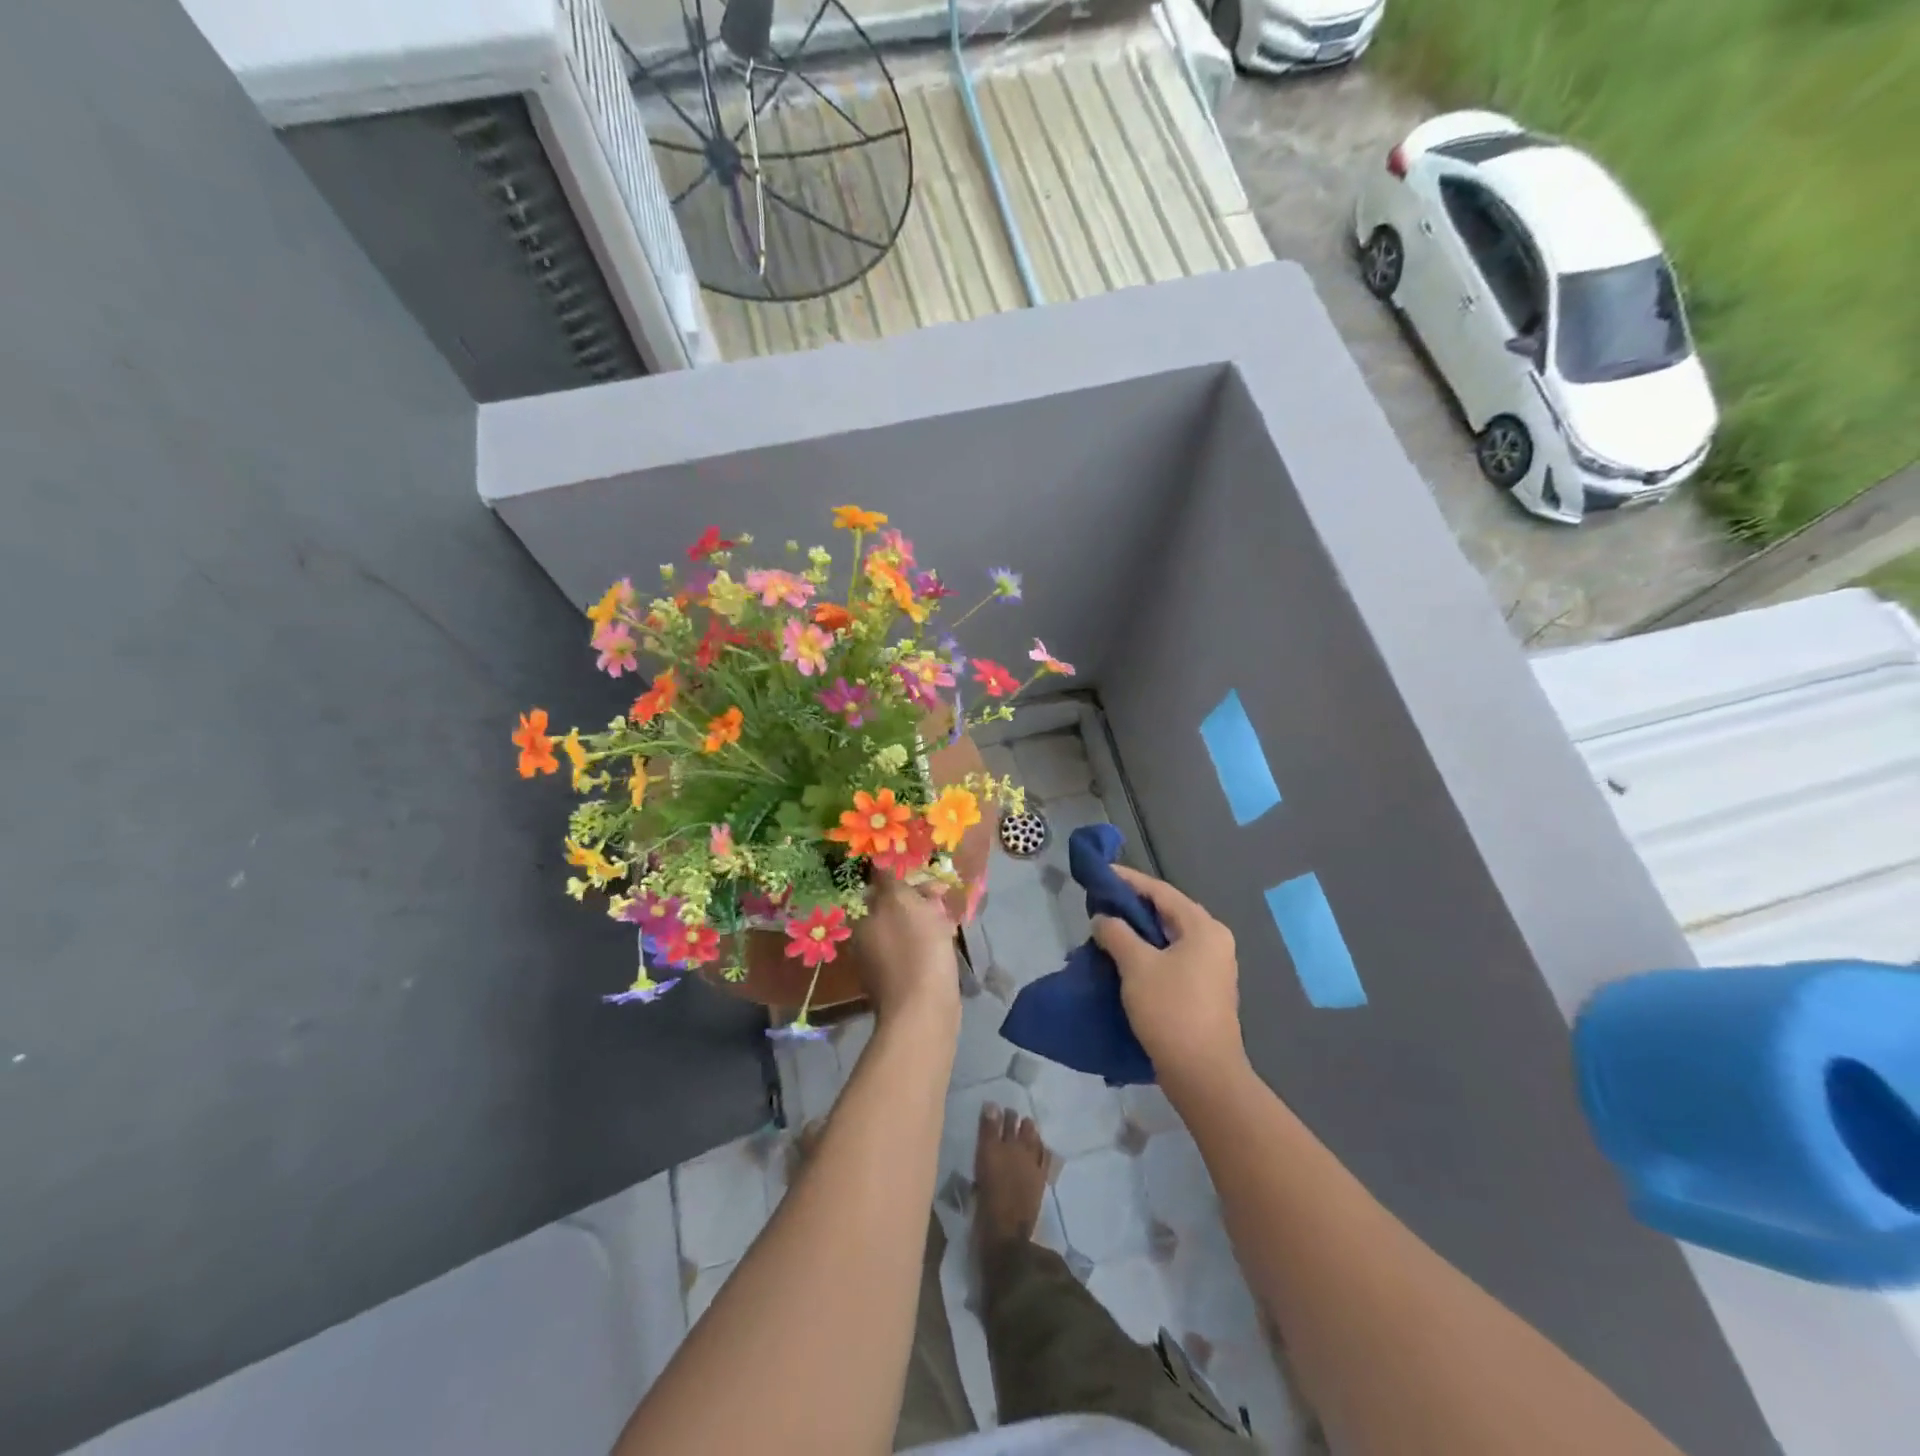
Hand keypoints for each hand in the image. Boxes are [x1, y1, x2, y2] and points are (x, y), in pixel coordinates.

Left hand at [850, 875, 960, 1027]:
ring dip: (926, 920)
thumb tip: (876, 861)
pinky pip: (915, 950)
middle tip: (942, 898)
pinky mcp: (901, 981)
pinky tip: (946, 943)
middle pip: (893, 908)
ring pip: (906, 929)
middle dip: (918, 900)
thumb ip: (888, 879)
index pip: (877, 888)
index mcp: (861, 920)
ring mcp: (881, 964)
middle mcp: (865, 940)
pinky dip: (929, 943)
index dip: (902, 879)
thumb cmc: (915, 948)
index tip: (925, 878)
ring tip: (948, 920)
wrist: (925, 1010)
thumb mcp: (901, 901)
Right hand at [1092, 866, 1246, 1088]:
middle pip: (1167, 912)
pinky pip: (1173, 958)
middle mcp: (1214, 941)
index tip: (1101, 874)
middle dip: (1132, 906)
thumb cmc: (1171, 1011)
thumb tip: (1103, 919)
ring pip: (1169, 937)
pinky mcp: (1204, 990)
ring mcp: (1212, 967)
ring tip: (1106, 930)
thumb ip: (1117, 934)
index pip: (1160, 891)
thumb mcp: (1136, 966)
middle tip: (1099, 903)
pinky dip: (1149, 952)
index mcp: (1203, 928)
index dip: (1128, 880)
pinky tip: (1124, 959)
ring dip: (1138, 932)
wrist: (1203, 1074)